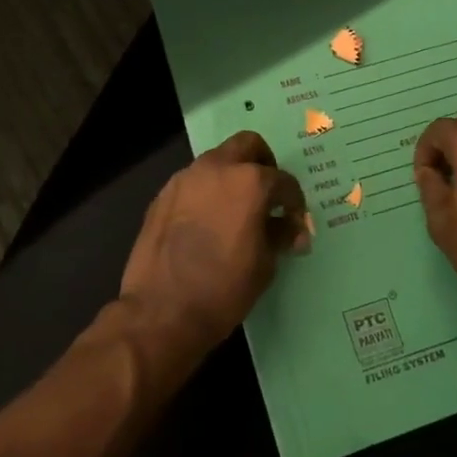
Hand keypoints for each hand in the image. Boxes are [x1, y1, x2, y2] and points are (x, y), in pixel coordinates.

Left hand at [119, 132, 307, 350]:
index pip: (283, 181)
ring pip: (217, 161)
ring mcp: (184, 179)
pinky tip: (208, 223)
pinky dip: (207, 193)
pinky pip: (193, 183)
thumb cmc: (223, 289)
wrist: (161, 311)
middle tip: (268, 196)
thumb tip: (293, 230)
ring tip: (237, 211)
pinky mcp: (162, 196)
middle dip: (263, 164)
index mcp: (249, 181)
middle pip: (247, 145)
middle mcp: (216, 168)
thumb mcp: (264, 264)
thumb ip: (280, 236)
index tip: (295, 223)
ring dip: (232, 177)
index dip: (294, 203)